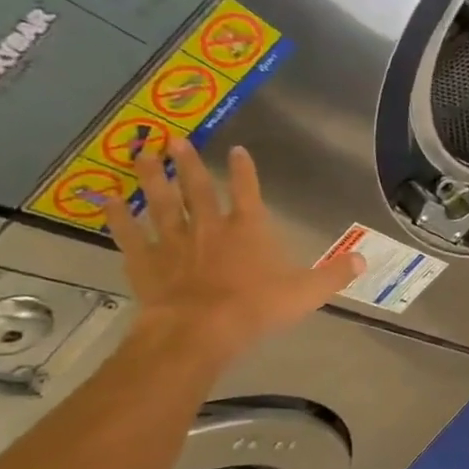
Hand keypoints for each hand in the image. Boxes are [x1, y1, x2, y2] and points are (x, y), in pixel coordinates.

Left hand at [102, 141, 366, 359]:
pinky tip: (105, 199)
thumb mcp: (307, 293)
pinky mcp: (146, 262)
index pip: (248, 192)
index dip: (245, 170)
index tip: (237, 150)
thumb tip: (363, 259)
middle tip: (174, 139)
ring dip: (152, 178)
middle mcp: (210, 227)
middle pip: (197, 189)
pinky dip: (116, 216)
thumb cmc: (256, 308)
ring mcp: (174, 242)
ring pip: (161, 203)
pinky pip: (129, 234)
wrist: (200, 330)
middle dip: (188, 163)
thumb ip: (335, 274)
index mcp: (249, 230)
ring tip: (140, 153)